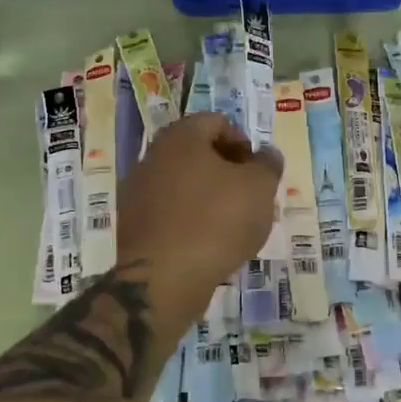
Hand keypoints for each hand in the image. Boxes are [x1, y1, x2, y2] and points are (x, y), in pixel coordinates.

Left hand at [117, 112, 281, 319]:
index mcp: (181, 137)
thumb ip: (268, 164)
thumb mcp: (259, 188)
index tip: (258, 172)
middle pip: (197, 152)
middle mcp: (152, 155)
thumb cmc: (217, 221)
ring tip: (232, 224)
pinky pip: (169, 210)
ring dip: (209, 196)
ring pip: (183, 183)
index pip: (217, 122)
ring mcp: (137, 191)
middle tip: (250, 197)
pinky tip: (207, 243)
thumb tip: (266, 154)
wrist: (163, 279)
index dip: (243, 143)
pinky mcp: (132, 224)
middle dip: (227, 171)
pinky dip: (189, 218)